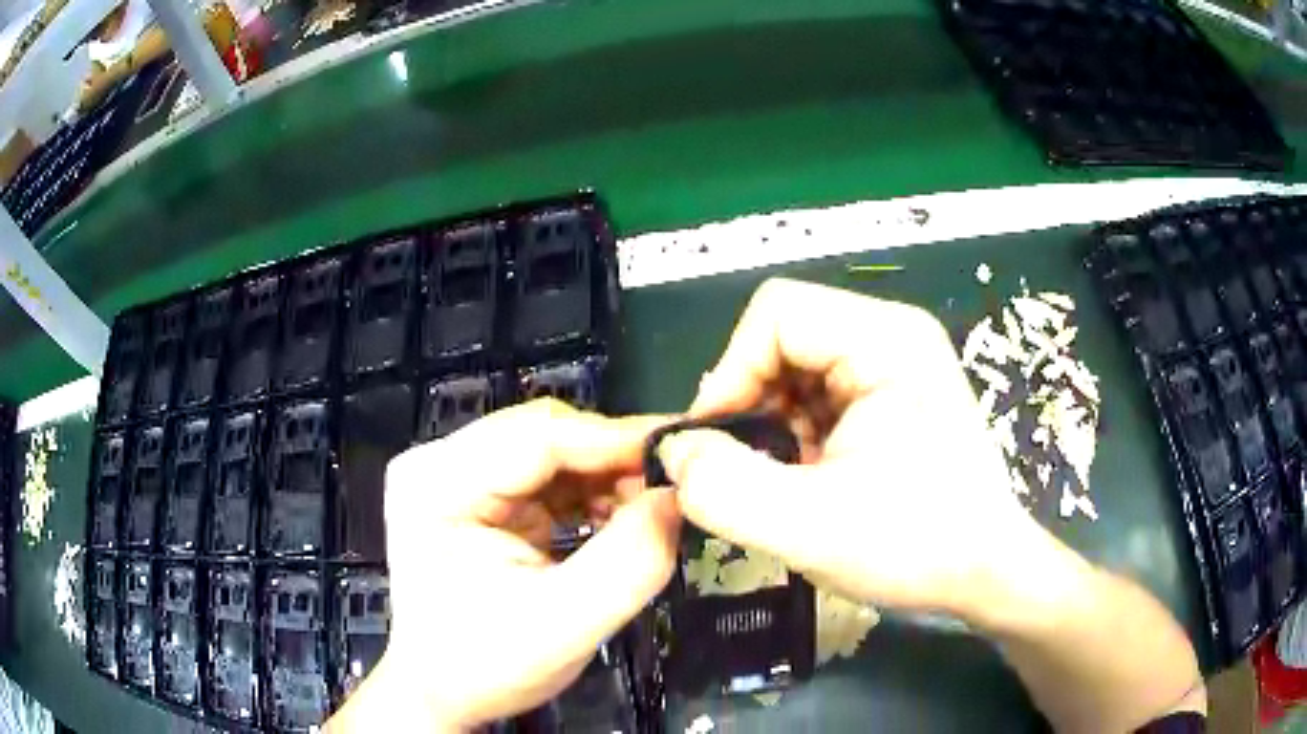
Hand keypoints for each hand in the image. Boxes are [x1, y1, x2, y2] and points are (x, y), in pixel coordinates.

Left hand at [330, 400, 679, 731]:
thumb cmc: (485, 666)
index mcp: (439, 483)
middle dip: (613, 458)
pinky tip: (617, 517)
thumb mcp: (565, 624)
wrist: (441, 692)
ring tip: (650, 505)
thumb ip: (630, 561)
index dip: (617, 438)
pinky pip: (545, 476)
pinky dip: (588, 492)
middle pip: (544, 434)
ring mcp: (457, 477)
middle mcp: (440, 463)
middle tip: (674, 484)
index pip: (538, 435)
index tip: (684, 449)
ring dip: (605, 475)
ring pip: (551, 451)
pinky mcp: (477, 496)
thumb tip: (678, 498)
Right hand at [657, 278, 1059, 620]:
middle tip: (745, 466)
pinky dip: (796, 433)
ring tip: (782, 478)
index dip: (731, 372)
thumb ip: (725, 489)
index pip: (776, 313)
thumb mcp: (810, 528)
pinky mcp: (893, 394)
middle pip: (784, 336)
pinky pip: (819, 394)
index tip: (716, 442)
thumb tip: (674, 452)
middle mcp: (893, 335)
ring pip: (796, 368)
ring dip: (772, 422)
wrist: (985, 574)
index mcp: (886, 340)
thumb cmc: (917, 546)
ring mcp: (896, 364)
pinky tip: (807, 476)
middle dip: (751, 402)